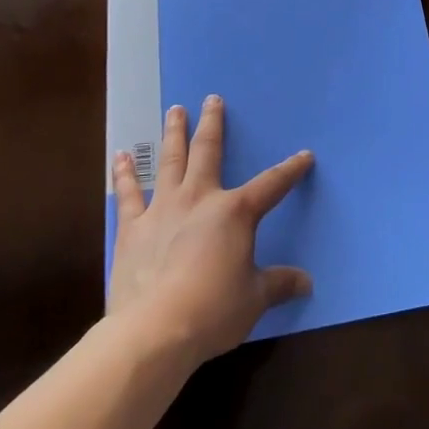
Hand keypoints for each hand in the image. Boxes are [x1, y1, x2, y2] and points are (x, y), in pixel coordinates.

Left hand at [107, 95, 315, 365]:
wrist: (154, 330)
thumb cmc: (212, 310)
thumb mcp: (254, 298)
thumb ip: (279, 284)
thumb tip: (307, 283)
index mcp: (235, 212)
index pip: (272, 185)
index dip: (290, 170)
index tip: (305, 155)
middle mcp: (200, 198)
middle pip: (209, 151)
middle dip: (213, 123)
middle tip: (212, 99)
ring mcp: (163, 209)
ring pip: (170, 161)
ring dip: (173, 134)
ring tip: (174, 111)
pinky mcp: (132, 228)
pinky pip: (128, 193)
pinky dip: (125, 174)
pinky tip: (121, 156)